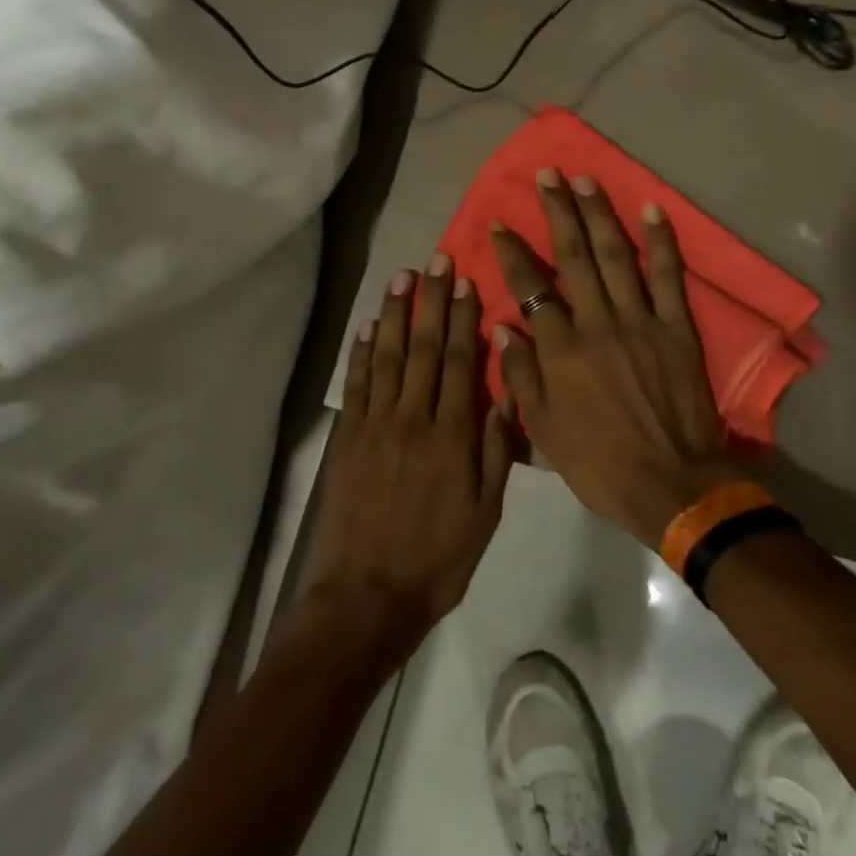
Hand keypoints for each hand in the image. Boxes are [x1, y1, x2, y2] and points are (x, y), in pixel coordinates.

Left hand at [304, 258, 514, 659]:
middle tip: (435, 260)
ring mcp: (374, 426)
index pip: (457, 362)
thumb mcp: (485, 511)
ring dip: (392, 313)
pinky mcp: (347, 439)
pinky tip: (364, 326)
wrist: (369, 595)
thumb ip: (497, 449)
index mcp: (451, 436)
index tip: (465, 282)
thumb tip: (508, 391)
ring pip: (385, 356)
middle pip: (421, 348)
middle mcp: (411, 419)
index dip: (462, 318)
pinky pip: (355, 385)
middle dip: (430, 301)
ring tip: (401, 277)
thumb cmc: (438, 556)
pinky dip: (359, 352)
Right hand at [490, 172, 736, 547]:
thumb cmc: (598, 462)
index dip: (512, 253)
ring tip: (586, 180)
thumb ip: (521, 376)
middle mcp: (597, 323)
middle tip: (547, 175)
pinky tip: (652, 211)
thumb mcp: (543, 430)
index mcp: (561, 350)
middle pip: (573, 257)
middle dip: (557, 212)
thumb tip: (504, 327)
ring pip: (615, 257)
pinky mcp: (676, 328)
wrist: (670, 484)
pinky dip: (661, 243)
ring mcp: (640, 322)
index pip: (530, 288)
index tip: (499, 224)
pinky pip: (667, 277)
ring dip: (600, 214)